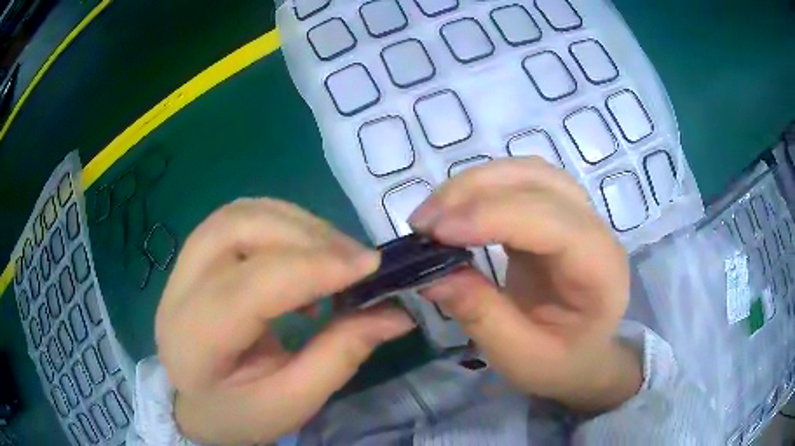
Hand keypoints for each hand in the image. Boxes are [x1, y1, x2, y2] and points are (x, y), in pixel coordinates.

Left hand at [155, 199, 414, 443]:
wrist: (194, 405)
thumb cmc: (238, 414)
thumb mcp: (292, 402)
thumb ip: (340, 355)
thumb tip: (395, 313)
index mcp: (197, 339)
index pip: (252, 285)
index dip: (315, 268)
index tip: (371, 267)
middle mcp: (180, 290)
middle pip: (239, 228)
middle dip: (306, 235)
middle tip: (356, 261)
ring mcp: (181, 266)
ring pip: (239, 213)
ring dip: (295, 223)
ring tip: (335, 254)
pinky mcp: (194, 257)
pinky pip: (239, 217)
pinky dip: (281, 223)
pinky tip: (304, 252)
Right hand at [411, 158, 640, 412]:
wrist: (583, 353)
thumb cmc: (560, 362)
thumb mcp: (519, 357)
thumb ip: (481, 315)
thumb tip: (432, 275)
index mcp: (601, 270)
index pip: (552, 222)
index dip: (493, 216)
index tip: (435, 232)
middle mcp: (596, 229)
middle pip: (540, 182)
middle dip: (476, 192)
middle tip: (423, 223)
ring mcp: (578, 214)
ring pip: (528, 172)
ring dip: (476, 183)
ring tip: (434, 213)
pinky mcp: (556, 212)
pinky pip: (519, 182)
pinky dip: (482, 188)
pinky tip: (455, 210)